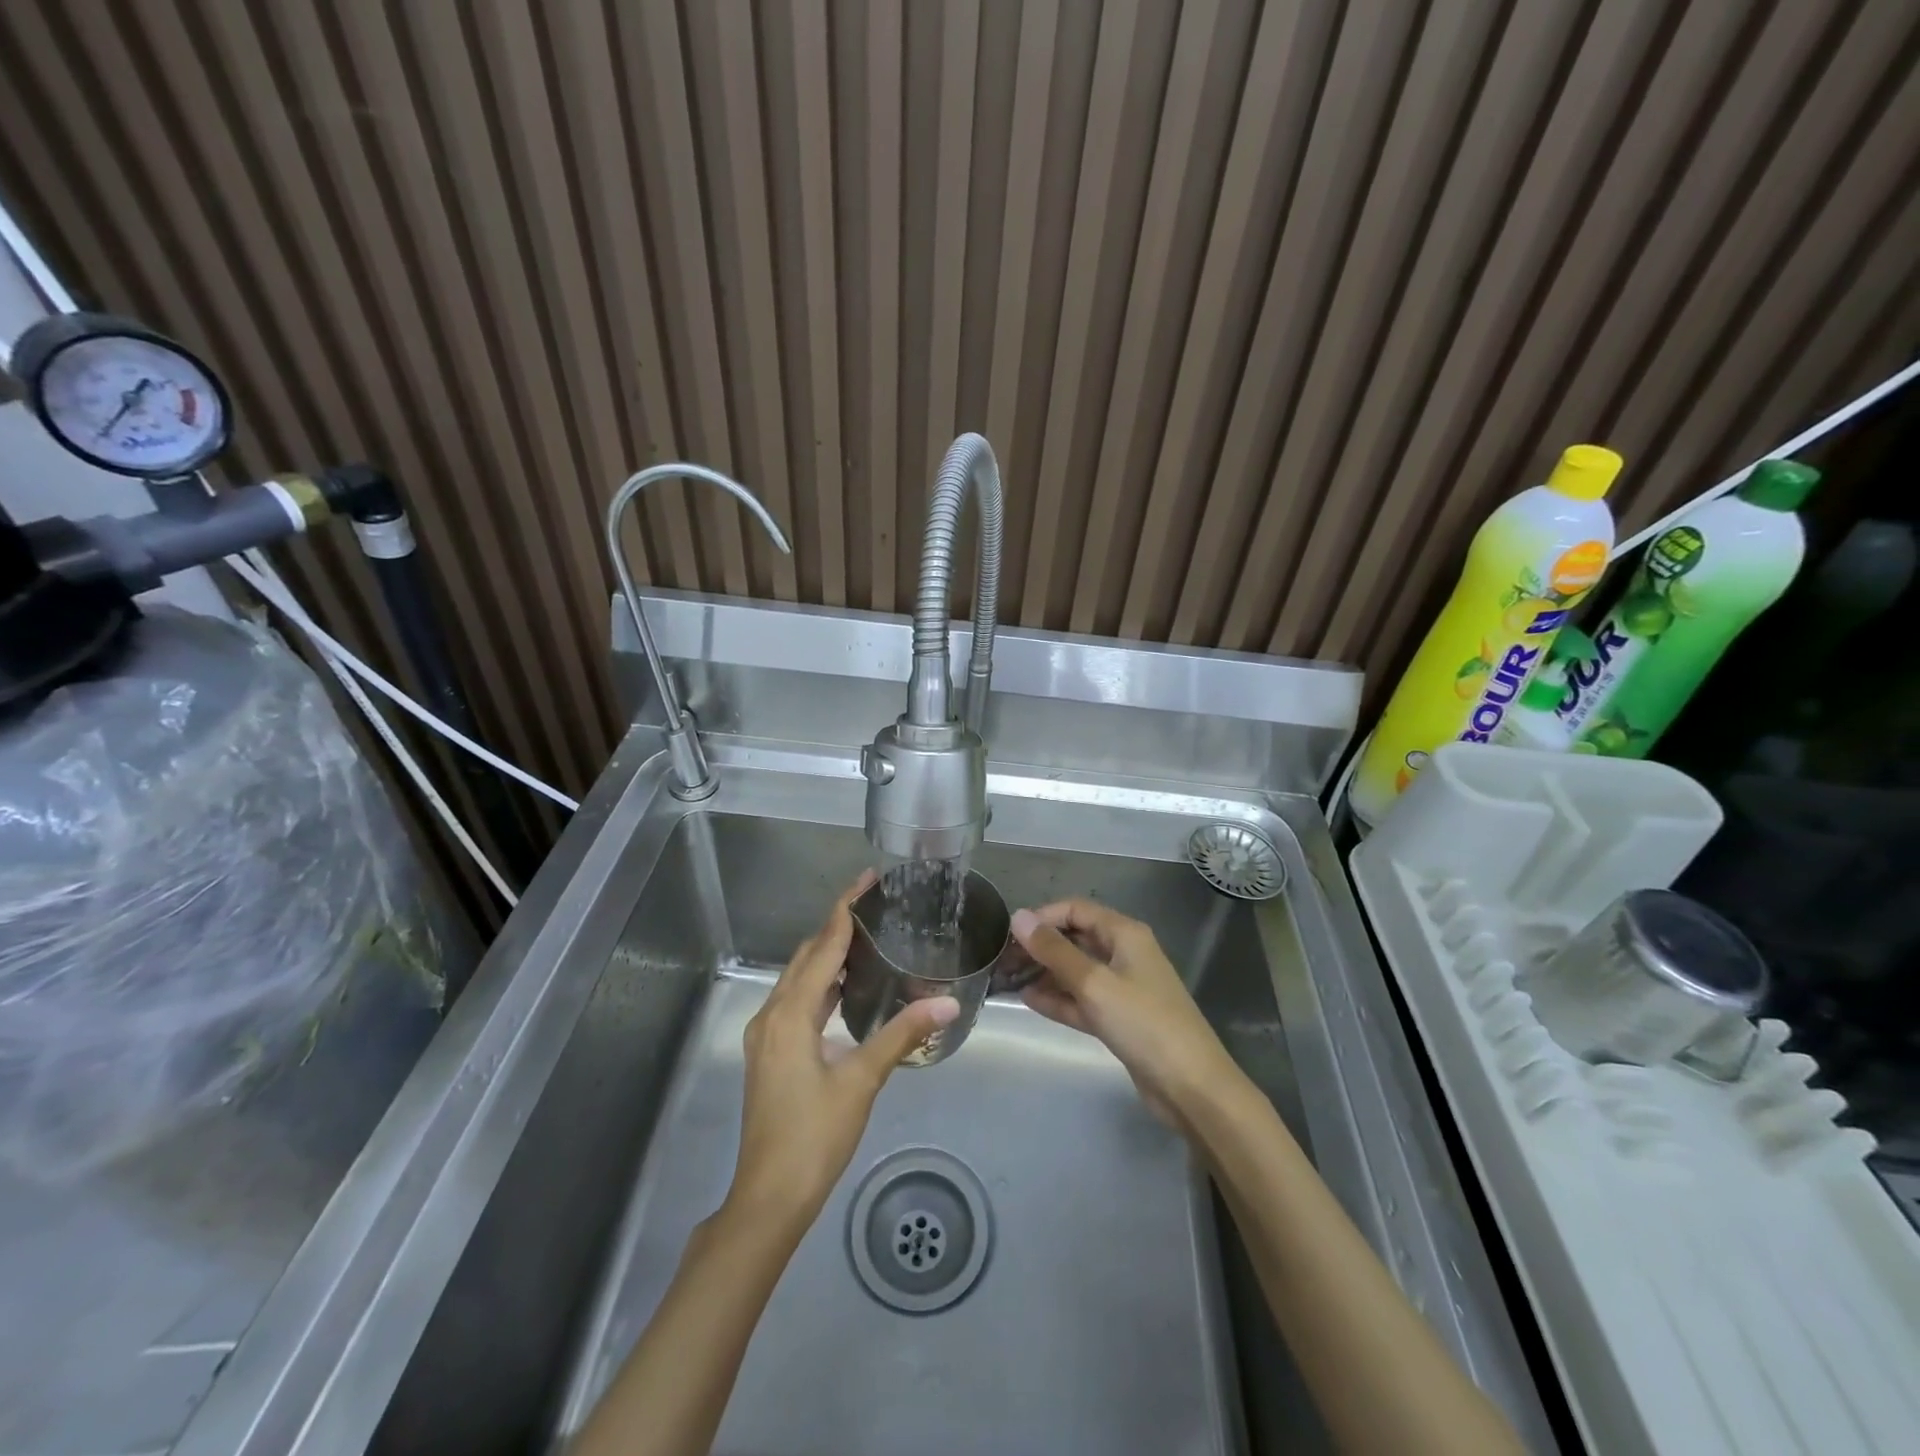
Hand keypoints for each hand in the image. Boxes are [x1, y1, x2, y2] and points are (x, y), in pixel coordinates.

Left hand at [725, 873, 959, 1238]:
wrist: (769, 1197)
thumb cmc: (814, 1136)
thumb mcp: (861, 1081)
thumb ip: (902, 1034)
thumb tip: (947, 1002)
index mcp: (790, 1013)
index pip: (822, 946)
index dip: (845, 909)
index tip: (866, 879)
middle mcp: (772, 1014)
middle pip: (806, 956)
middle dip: (837, 927)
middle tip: (874, 905)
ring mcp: (767, 1035)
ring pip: (798, 979)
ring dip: (827, 955)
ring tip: (867, 938)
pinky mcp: (771, 1053)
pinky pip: (796, 1001)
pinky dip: (821, 984)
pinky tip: (847, 988)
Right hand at [1011, 900, 1244, 1124]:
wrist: (1190, 1086)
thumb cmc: (1143, 1023)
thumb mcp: (1093, 983)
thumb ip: (1054, 951)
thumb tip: (1018, 917)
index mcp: (1124, 933)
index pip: (1076, 909)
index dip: (1042, 917)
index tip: (1010, 934)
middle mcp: (1124, 953)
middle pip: (1074, 938)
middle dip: (1040, 946)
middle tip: (1003, 960)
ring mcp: (1122, 987)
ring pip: (1076, 970)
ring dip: (1044, 973)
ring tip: (1008, 980)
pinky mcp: (1119, 1018)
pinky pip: (1082, 998)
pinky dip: (1058, 998)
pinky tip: (1029, 1001)